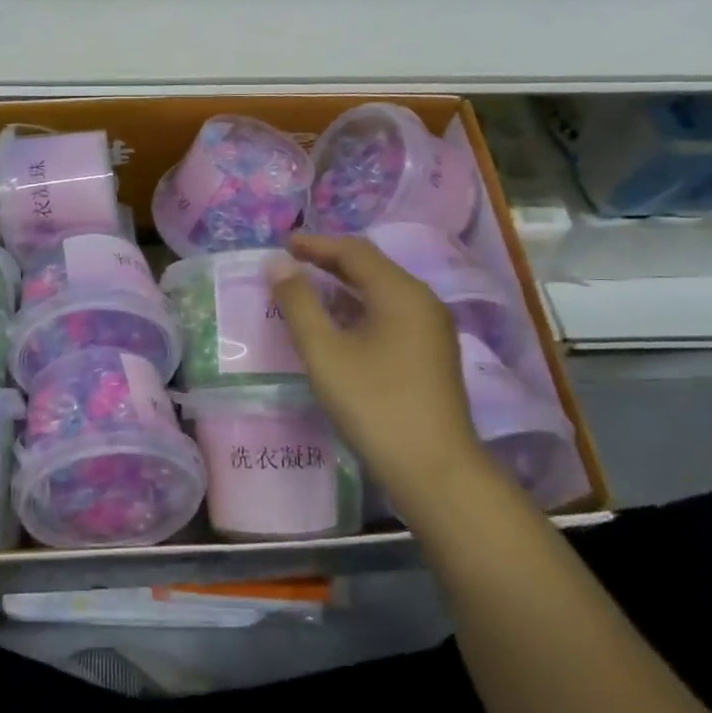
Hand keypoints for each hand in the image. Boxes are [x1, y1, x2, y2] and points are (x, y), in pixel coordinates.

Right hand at [268, 234, 484, 505]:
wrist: (434, 468)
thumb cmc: (374, 403)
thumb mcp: (325, 351)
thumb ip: (298, 303)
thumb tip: (277, 264)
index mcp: (401, 292)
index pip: (354, 251)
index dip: (316, 244)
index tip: (282, 244)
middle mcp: (423, 301)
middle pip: (372, 267)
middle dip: (330, 261)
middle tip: (291, 263)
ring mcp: (432, 329)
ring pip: (382, 292)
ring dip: (344, 286)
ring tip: (308, 290)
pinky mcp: (431, 353)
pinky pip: (391, 314)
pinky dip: (360, 309)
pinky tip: (339, 325)